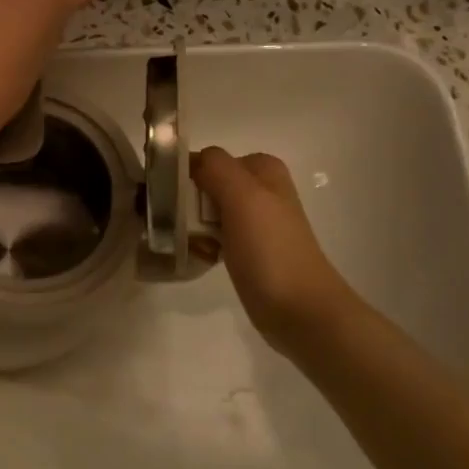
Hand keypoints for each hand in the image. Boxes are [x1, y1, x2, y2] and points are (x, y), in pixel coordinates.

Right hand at [192, 148, 355, 353]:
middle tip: (180, 227)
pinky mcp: (248, 248)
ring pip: (206, 211)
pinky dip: (203, 244)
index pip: (207, 159)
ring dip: (191, 227)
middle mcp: (260, 189)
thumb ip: (216, 167)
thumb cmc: (271, 249)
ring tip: (192, 246)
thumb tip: (190, 159)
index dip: (185, 175)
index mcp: (262, 169)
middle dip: (187, 204)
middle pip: (205, 185)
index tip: (168, 200)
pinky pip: (214, 235)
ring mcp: (254, 220)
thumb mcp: (244, 196)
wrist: (300, 309)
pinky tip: (203, 258)